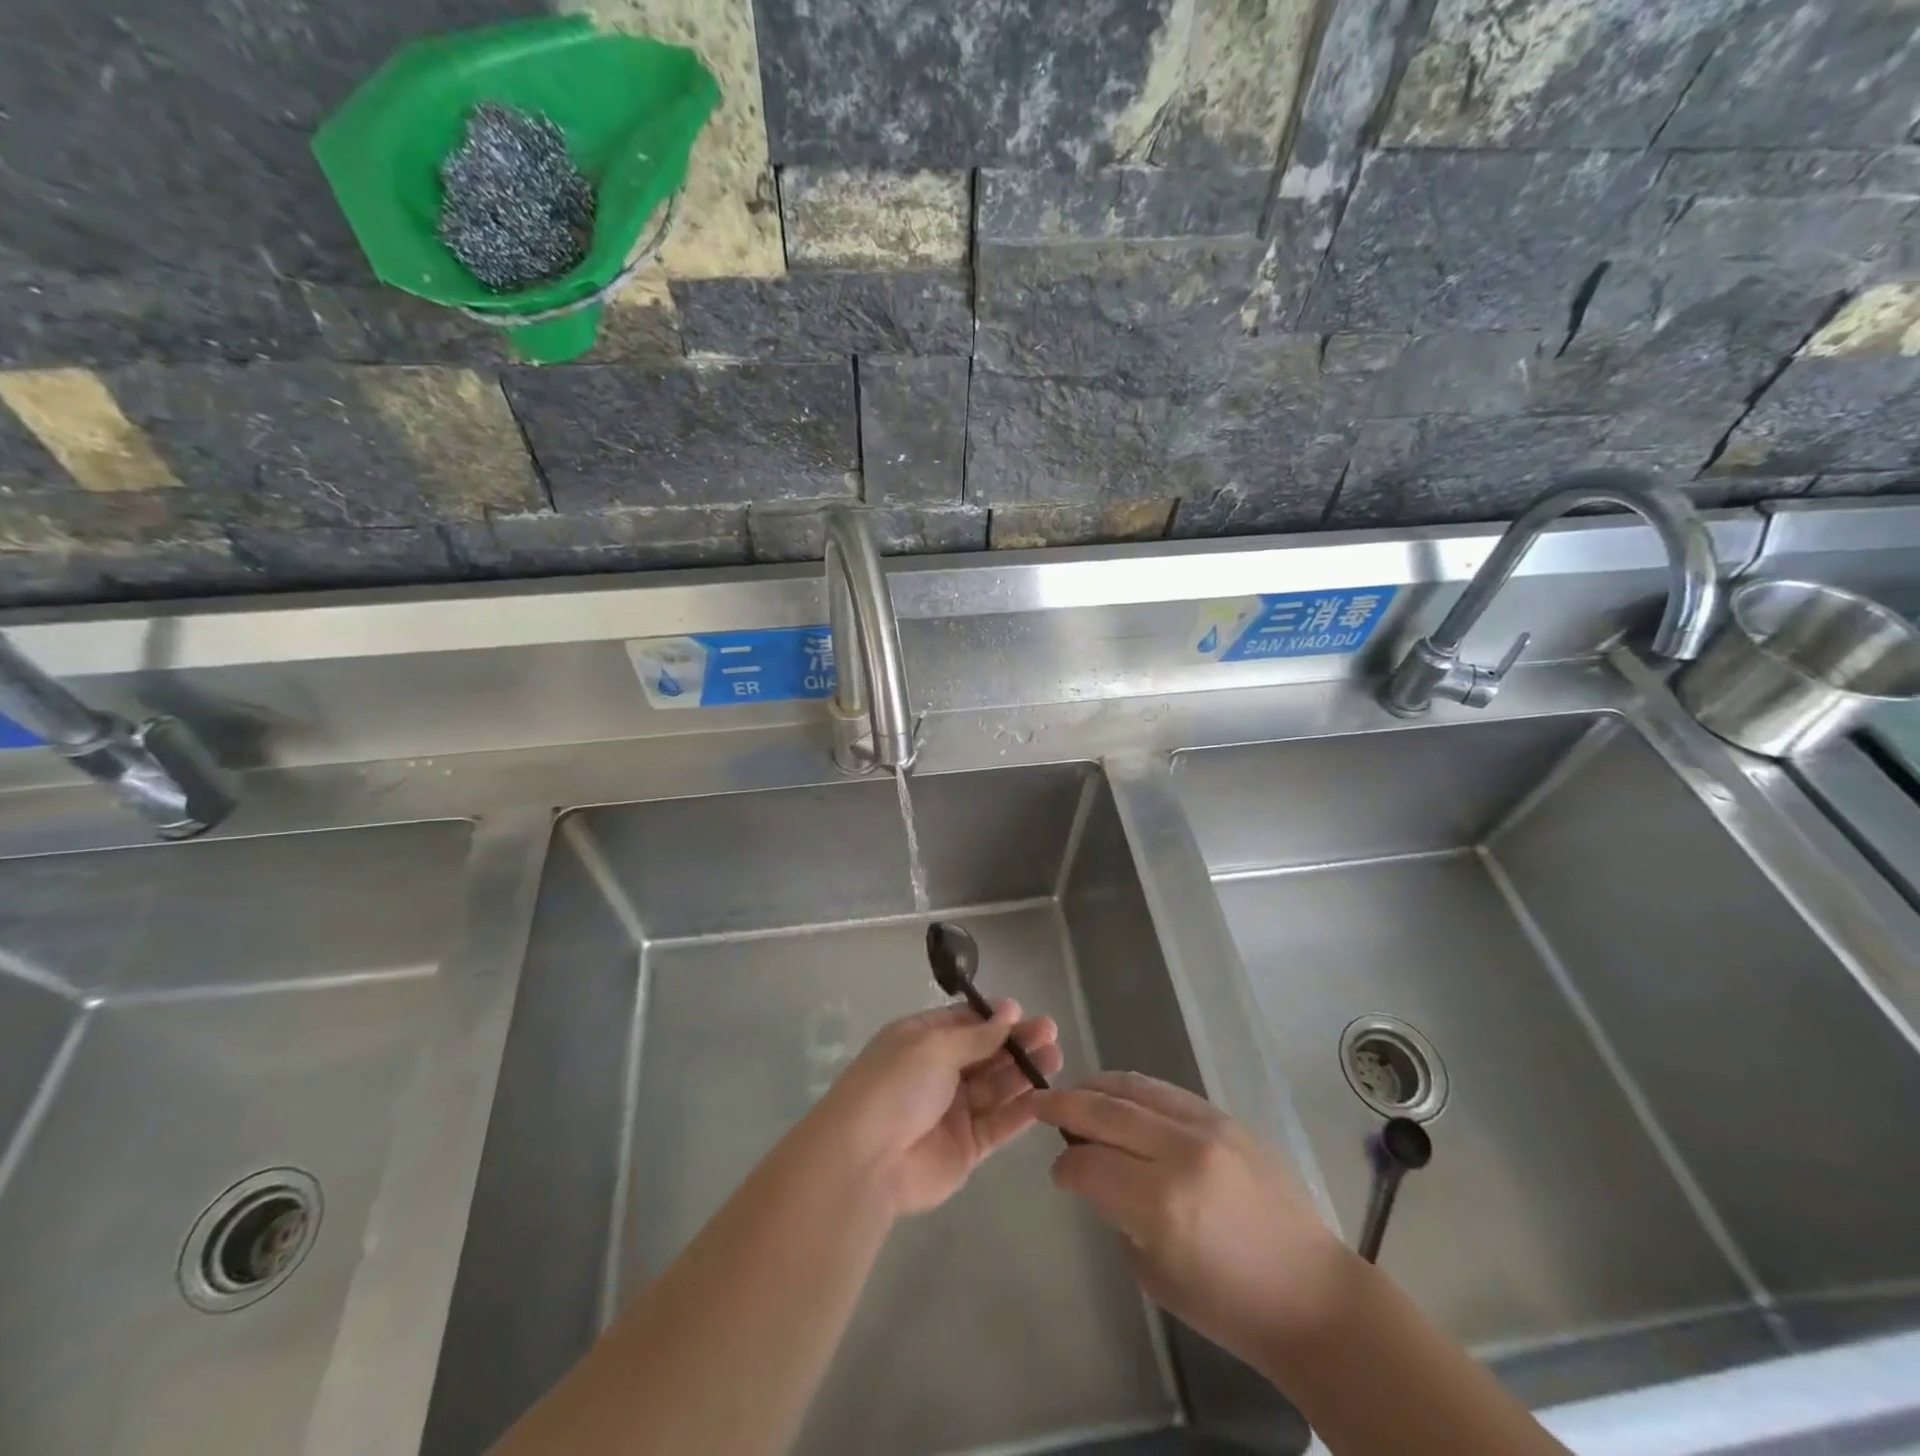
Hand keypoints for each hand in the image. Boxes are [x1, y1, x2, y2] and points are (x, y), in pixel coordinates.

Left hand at [813, 1001, 1061, 1217]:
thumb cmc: (895, 1086)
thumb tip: (1010, 1011)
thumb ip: (976, 1035)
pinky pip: (999, 1122)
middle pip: (985, 1052)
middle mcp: (938, 1072)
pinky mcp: (968, 1147)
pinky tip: (1045, 1095)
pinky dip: (1021, 1109)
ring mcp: (954, 1110)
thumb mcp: (933, 1047)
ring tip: (1055, 1057)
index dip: (994, 1018)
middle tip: (1050, 1033)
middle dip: (1017, 1042)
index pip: (964, 1022)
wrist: (866, 1161)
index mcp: (921, 1040)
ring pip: (997, 1086)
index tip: (1024, 1013)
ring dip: (1025, 1071)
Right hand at [1032, 1072, 1356, 1371]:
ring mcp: (1207, 1127)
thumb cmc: (1229, 1303)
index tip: (1058, 1173)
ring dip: (1095, 1088)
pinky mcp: (1225, 1116)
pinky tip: (1117, 1096)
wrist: (1310, 1292)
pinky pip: (1164, 1090)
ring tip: (1074, 1093)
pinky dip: (1132, 1089)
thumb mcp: (1154, 1272)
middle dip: (1064, 1105)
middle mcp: (1180, 1152)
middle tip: (1037, 1103)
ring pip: (1133, 1088)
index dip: (1065, 1168)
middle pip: (1104, 1112)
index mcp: (1161, 1203)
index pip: (1089, 1164)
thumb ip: (1117, 1213)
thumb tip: (1095, 1173)